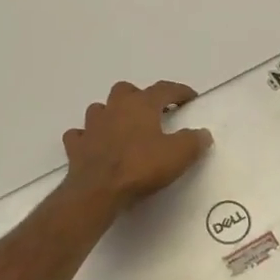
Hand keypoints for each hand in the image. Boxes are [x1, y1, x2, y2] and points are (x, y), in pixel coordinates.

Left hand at [61, 80, 210, 211]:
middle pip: (126, 91)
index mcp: (141, 105)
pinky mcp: (76, 146)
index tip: (190, 98)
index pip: (164, 89)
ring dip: (112, 115)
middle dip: (140, 97)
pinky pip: (80, 135)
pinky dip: (88, 137)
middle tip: (152, 113)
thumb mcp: (178, 155)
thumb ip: (193, 141)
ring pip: (100, 109)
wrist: (97, 191)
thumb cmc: (140, 167)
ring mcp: (91, 126)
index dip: (179, 92)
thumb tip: (202, 134)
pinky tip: (95, 146)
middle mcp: (114, 108)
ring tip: (123, 129)